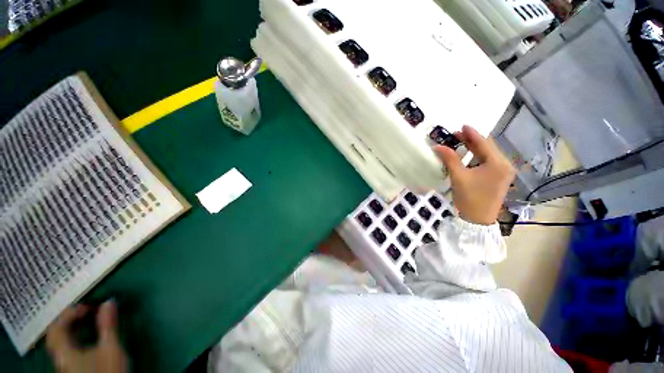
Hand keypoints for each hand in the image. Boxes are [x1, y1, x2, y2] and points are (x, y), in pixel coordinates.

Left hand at [46, 301, 127, 372]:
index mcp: (64, 351)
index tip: (88, 306)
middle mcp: (60, 357)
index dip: (69, 313)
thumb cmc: (107, 371)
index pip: (57, 327)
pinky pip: (68, 348)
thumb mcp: (111, 348)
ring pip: (62, 342)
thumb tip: (109, 302)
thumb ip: (108, 325)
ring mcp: (65, 365)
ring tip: (89, 321)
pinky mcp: (73, 369)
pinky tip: (88, 338)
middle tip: (88, 311)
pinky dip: (76, 338)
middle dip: (70, 320)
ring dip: (73, 328)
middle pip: (57, 334)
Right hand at [434, 125, 515, 224]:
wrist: (478, 219)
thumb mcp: (459, 177)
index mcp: (498, 163)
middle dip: (472, 140)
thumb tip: (438, 146)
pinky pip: (487, 161)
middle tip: (456, 134)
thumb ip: (450, 159)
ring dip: (473, 148)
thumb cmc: (470, 198)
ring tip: (460, 142)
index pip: (484, 143)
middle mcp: (504, 165)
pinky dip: (476, 156)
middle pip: (487, 147)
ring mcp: (503, 172)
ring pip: (487, 154)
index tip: (462, 125)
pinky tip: (467, 154)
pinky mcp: (498, 177)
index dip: (472, 134)